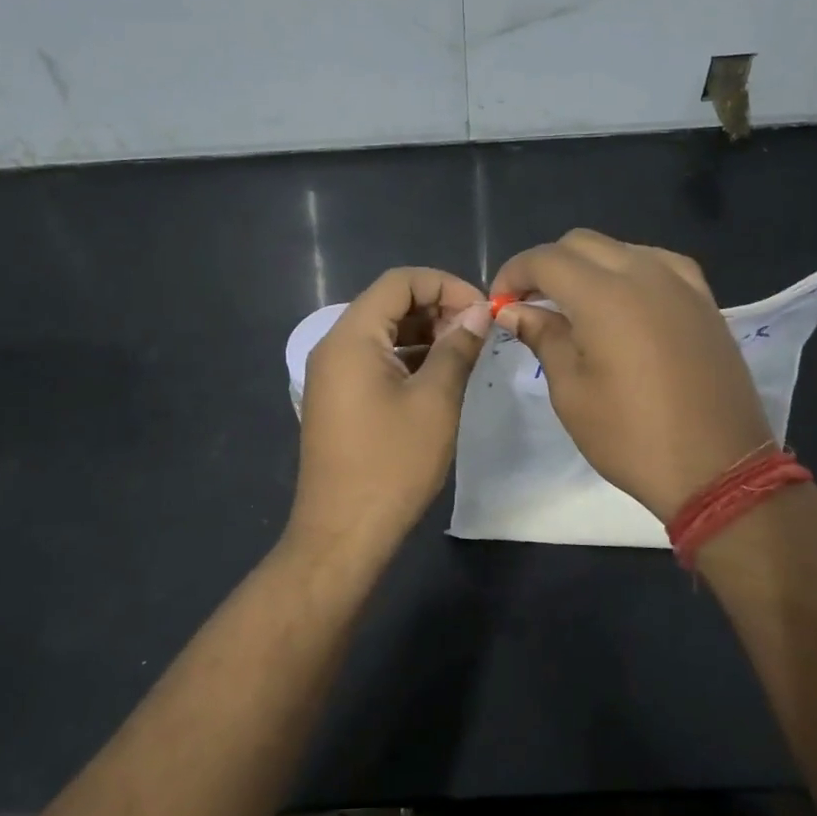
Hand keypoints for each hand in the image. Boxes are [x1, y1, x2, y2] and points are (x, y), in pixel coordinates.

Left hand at [288, 267, 490, 557]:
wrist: (343, 533)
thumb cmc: (392, 464)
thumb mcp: (435, 401)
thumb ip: (457, 348)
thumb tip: (478, 313)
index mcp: (351, 337)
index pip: (399, 282)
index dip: (445, 284)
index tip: (483, 310)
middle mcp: (334, 346)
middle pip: (388, 304)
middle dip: (437, 307)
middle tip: (478, 332)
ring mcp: (332, 375)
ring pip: (383, 332)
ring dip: (425, 333)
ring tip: (466, 352)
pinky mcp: (339, 399)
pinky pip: (375, 360)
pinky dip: (408, 358)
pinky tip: (440, 375)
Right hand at [491, 229, 771, 521]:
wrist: (717, 468)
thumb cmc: (631, 436)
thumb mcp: (572, 393)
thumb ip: (543, 338)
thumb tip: (514, 310)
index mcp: (604, 295)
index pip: (546, 259)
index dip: (514, 273)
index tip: (500, 303)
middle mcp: (644, 273)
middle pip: (582, 244)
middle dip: (547, 266)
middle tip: (529, 303)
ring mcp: (681, 284)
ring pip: (620, 249)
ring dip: (587, 266)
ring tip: (573, 306)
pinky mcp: (704, 301)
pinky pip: (658, 265)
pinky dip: (629, 272)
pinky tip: (623, 303)